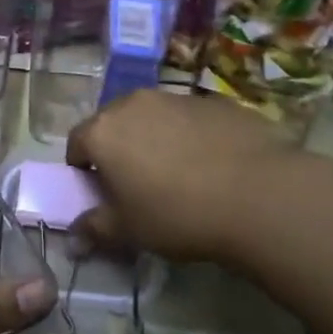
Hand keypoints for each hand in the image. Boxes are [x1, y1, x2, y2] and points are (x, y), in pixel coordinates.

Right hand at [66, 88, 332, 270]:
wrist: (258, 194)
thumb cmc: (177, 214)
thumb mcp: (129, 231)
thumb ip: (95, 229)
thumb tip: (74, 237)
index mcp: (103, 131)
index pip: (76, 144)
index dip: (83, 169)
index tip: (100, 192)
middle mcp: (133, 103)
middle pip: (113, 124)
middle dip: (118, 149)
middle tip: (137, 184)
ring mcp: (176, 97)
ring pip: (153, 117)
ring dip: (154, 139)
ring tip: (179, 174)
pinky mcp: (214, 101)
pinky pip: (189, 119)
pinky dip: (190, 136)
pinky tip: (213, 165)